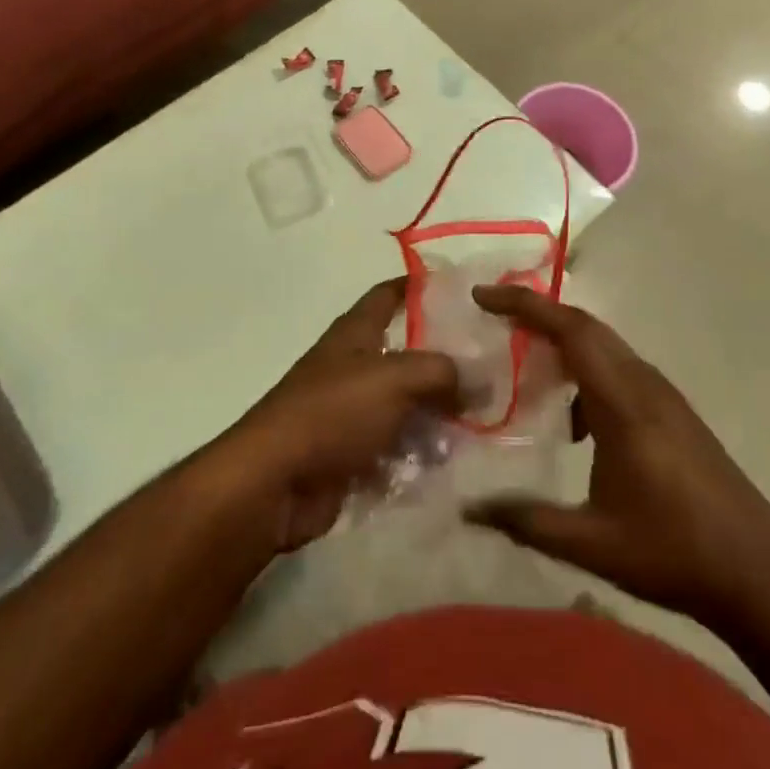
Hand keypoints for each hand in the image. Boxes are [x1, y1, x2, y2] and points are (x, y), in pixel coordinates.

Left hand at [225, 278, 458, 550]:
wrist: (276, 482)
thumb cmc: (333, 413)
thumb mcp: (394, 378)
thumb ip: (440, 371)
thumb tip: (477, 378)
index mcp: (355, 333)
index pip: (389, 294)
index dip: (419, 286)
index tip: (461, 290)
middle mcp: (353, 366)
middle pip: (405, 354)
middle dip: (445, 361)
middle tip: (493, 370)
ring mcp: (351, 412)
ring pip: (406, 404)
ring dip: (438, 414)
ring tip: (485, 422)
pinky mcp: (352, 455)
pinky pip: (396, 448)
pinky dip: (421, 455)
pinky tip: (456, 462)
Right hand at [465, 285, 769, 625]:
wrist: (761, 574)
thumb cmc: (674, 552)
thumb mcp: (592, 542)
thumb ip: (527, 520)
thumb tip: (468, 509)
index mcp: (623, 401)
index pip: (569, 330)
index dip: (524, 305)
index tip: (483, 296)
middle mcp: (643, 384)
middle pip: (585, 327)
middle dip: (536, 314)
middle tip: (493, 318)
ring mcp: (663, 395)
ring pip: (604, 346)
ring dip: (562, 343)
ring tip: (524, 366)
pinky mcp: (673, 412)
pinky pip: (619, 369)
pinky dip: (586, 373)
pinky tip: (575, 424)